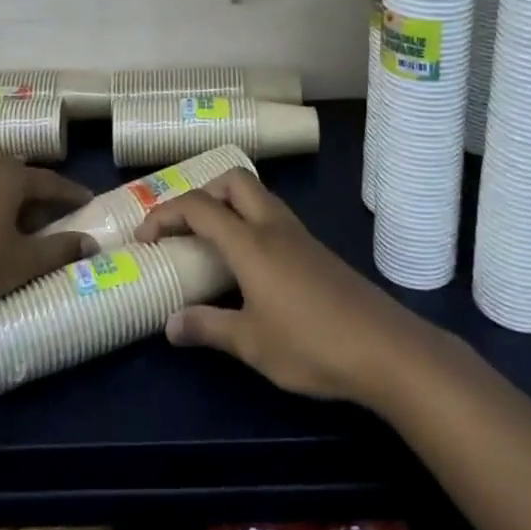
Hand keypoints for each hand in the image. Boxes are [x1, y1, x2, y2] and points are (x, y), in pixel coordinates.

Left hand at [0, 157, 95, 313]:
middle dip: (36, 189)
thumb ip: (59, 251)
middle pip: (18, 173)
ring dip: (1, 185)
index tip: (87, 200)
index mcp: (12, 179)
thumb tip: (91, 242)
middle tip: (47, 212)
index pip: (51, 181)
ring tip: (9, 206)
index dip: (71, 192)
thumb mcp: (21, 264)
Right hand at [134, 168, 431, 405]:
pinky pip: (272, 216)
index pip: (198, 207)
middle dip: (202, 192)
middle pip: (233, 180)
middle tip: (185, 228)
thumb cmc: (311, 344)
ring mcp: (298, 234)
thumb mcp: (251, 344)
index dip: (165, 214)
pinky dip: (250, 221)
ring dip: (228, 205)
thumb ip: (208, 328)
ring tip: (212, 242)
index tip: (145, 238)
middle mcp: (272, 226)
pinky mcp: (315, 249)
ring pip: (256, 195)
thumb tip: (169, 324)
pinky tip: (250, 263)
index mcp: (250, 243)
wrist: (385, 349)